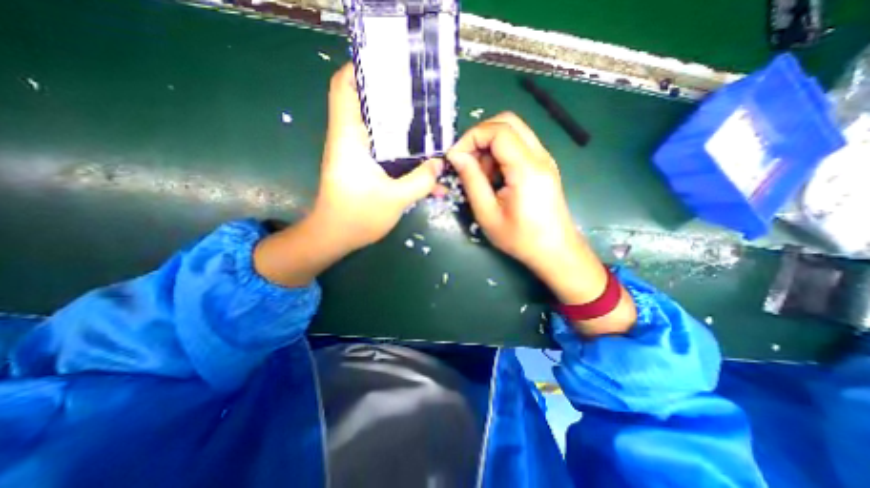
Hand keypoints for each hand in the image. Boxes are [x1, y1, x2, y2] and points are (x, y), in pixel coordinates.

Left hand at [311, 62, 441, 251]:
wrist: (335, 238)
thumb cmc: (358, 217)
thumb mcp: (396, 199)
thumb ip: (421, 180)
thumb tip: (440, 164)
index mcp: (349, 138)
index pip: (344, 86)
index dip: (362, 69)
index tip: (391, 68)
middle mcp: (349, 139)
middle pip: (367, 104)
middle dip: (393, 98)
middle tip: (421, 99)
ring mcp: (356, 154)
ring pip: (378, 128)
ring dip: (401, 128)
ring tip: (428, 128)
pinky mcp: (362, 167)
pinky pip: (383, 151)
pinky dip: (400, 153)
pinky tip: (421, 165)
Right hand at [444, 112, 636, 335]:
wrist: (555, 251)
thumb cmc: (520, 238)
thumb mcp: (488, 213)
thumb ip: (471, 180)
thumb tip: (456, 156)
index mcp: (526, 168)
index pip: (497, 130)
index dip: (471, 138)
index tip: (455, 158)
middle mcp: (539, 156)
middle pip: (507, 122)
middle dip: (480, 136)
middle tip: (467, 161)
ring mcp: (544, 159)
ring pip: (513, 132)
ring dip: (490, 146)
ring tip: (481, 175)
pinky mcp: (543, 166)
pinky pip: (519, 146)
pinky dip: (501, 154)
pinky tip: (495, 178)